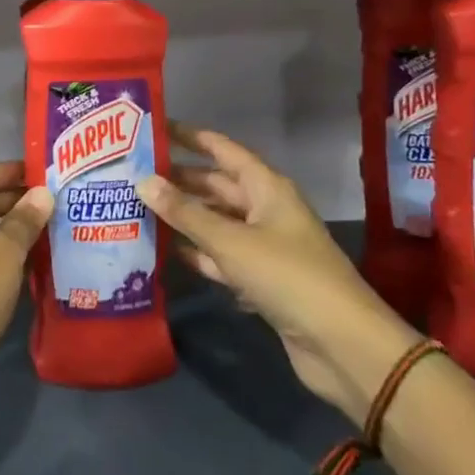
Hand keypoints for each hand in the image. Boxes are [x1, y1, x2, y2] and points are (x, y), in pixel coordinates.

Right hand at [136, 123, 420, 426]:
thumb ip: (185, 212)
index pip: (222, 149)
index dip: (190, 137)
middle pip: (216, 185)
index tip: (153, 128)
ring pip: (216, 221)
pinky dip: (196, 251)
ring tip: (138, 207)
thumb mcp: (230, 241)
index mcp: (267, 188)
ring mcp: (264, 246)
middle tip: (132, 172)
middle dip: (178, 179)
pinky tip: (164, 249)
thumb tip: (142, 181)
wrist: (342, 345)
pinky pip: (221, 255)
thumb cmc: (287, 276)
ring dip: (183, 216)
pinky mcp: (261, 279)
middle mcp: (265, 210)